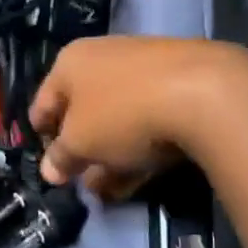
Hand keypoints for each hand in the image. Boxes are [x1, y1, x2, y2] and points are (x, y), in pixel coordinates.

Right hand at [29, 36, 228, 196]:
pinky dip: (142, 146)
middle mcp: (103, 56)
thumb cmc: (122, 113)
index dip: (42, 136)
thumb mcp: (80, 143)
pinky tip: (144, 175)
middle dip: (82, 150)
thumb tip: (49, 170)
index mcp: (70, 62)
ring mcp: (145, 68)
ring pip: (118, 118)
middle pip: (83, 111)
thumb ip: (61, 157)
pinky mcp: (180, 82)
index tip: (49, 165)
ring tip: (113, 191)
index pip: (43, 103)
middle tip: (83, 183)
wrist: (205, 93)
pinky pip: (149, 119)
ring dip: (112, 155)